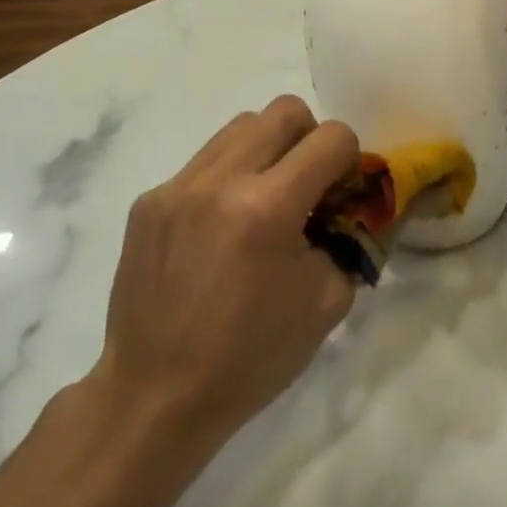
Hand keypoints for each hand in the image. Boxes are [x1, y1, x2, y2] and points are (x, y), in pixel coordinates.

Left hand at [88, 96, 359, 454]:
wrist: (155, 396)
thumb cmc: (251, 356)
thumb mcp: (328, 302)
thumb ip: (353, 238)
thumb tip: (356, 204)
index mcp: (268, 208)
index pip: (331, 137)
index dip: (350, 160)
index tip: (342, 194)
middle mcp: (220, 181)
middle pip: (284, 110)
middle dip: (310, 139)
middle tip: (308, 185)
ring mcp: (178, 186)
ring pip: (241, 126)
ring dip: (267, 150)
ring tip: (264, 201)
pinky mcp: (149, 200)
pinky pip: (204, 161)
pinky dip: (228, 178)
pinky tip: (221, 228)